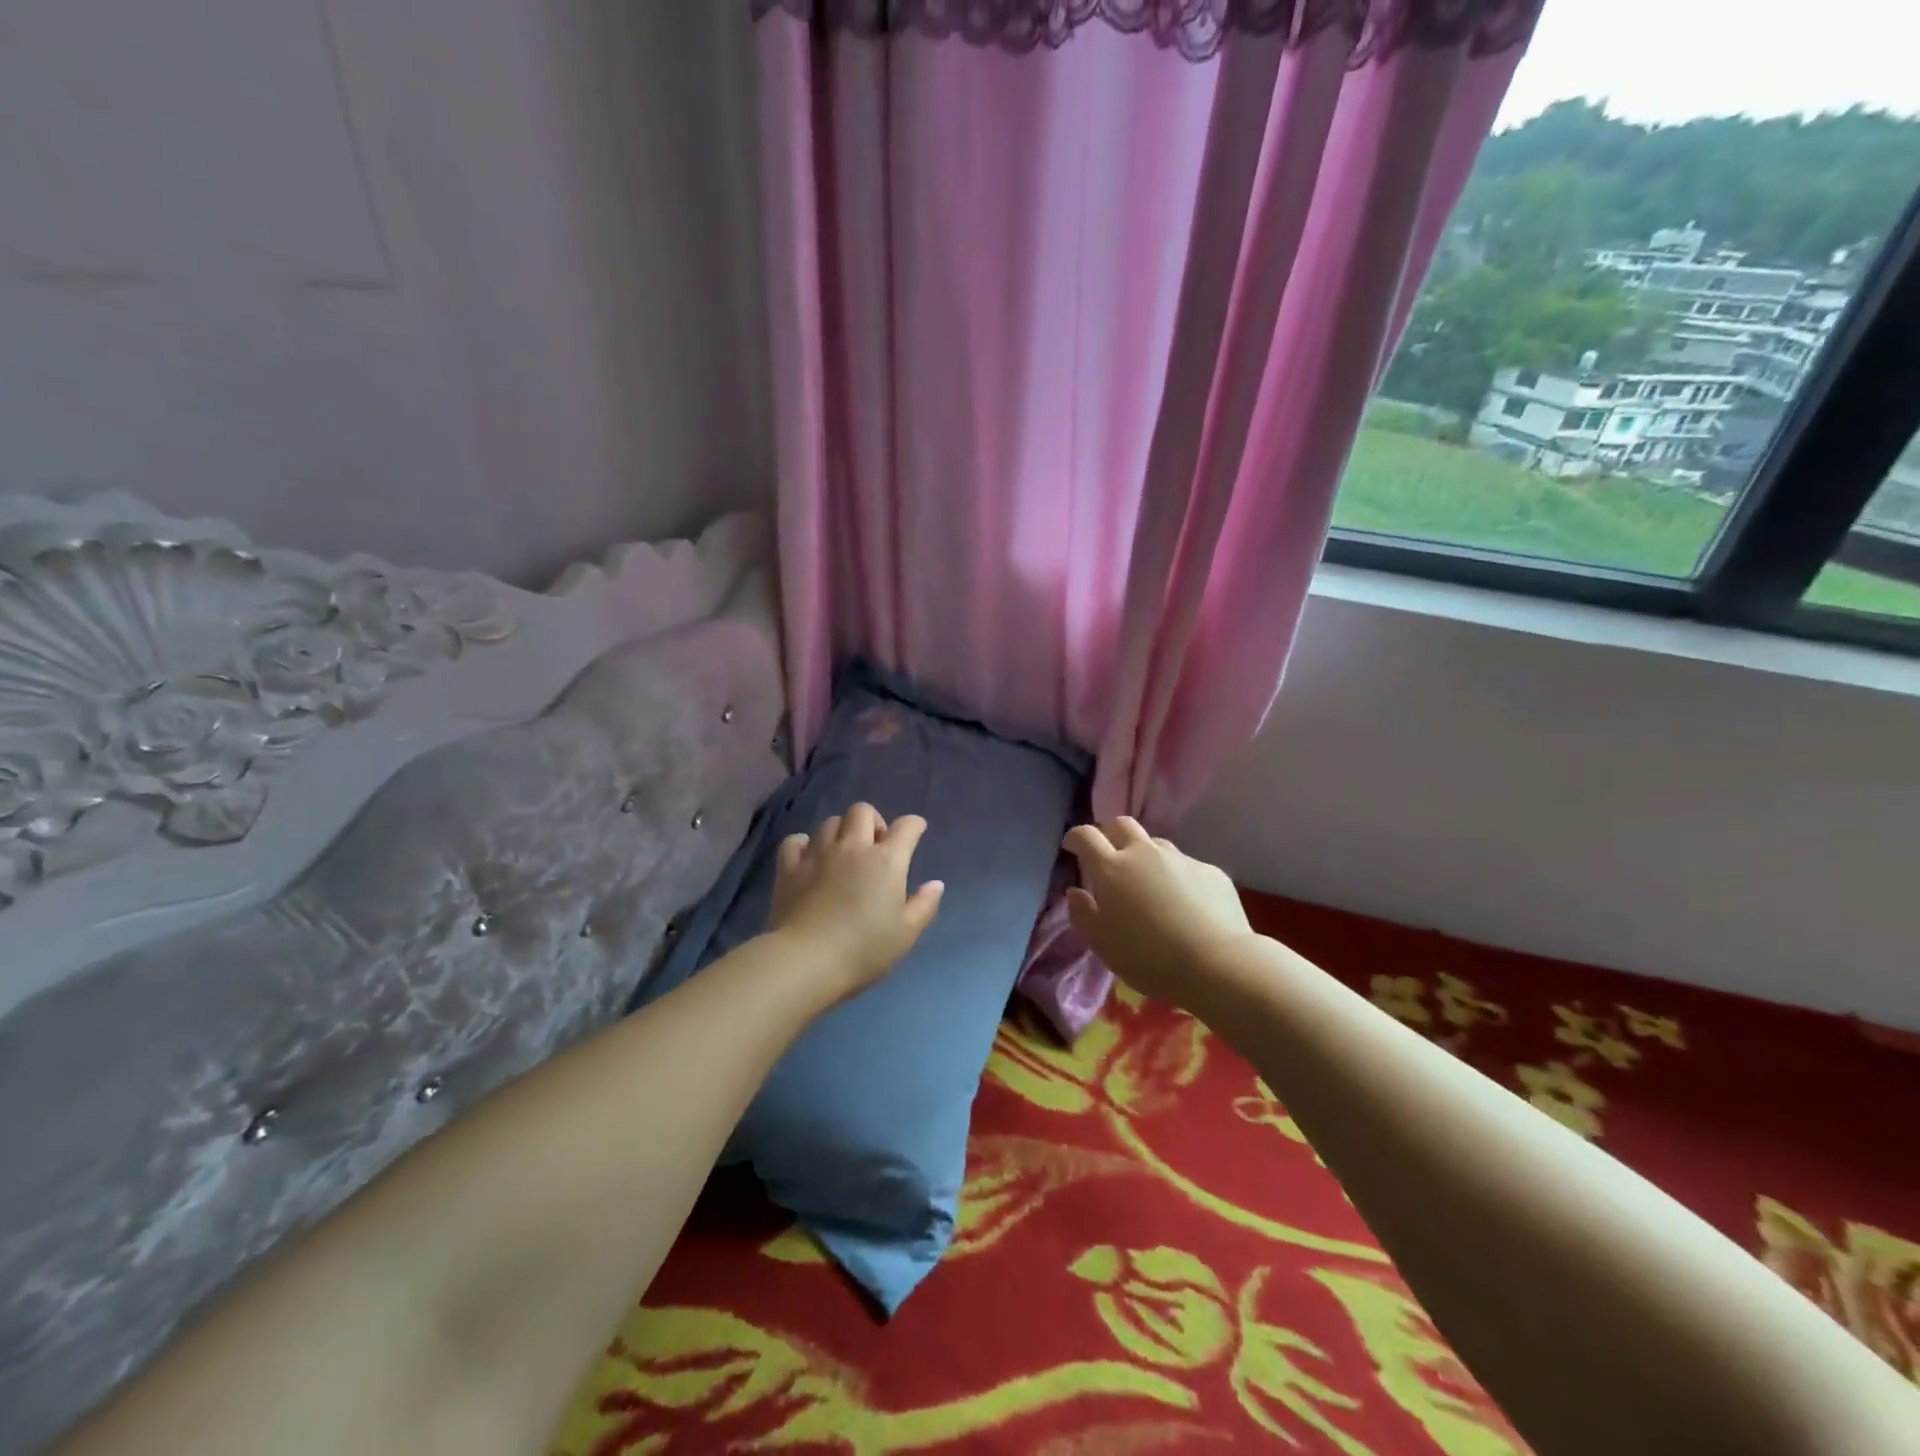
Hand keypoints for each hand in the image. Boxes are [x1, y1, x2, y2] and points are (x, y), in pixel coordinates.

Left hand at [768, 803, 944, 999]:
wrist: (806, 960)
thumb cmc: (864, 950)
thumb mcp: (906, 934)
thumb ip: (924, 906)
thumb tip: (936, 884)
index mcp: (886, 861)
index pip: (906, 827)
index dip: (914, 825)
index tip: (916, 831)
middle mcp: (853, 848)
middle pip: (862, 811)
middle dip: (874, 821)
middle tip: (876, 845)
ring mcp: (818, 855)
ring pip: (830, 822)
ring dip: (841, 831)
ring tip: (844, 852)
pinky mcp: (790, 868)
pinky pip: (795, 841)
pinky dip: (804, 844)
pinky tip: (809, 857)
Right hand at [1062, 817, 1255, 1010]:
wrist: (1217, 963)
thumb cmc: (1148, 957)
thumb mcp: (1102, 944)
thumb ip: (1083, 914)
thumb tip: (1076, 892)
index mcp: (1112, 868)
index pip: (1086, 836)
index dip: (1076, 837)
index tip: (1072, 846)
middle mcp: (1144, 853)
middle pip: (1122, 825)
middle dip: (1111, 835)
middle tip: (1110, 858)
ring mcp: (1180, 859)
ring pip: (1156, 844)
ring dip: (1146, 857)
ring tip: (1151, 886)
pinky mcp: (1210, 871)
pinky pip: (1186, 866)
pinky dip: (1178, 878)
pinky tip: (1186, 905)